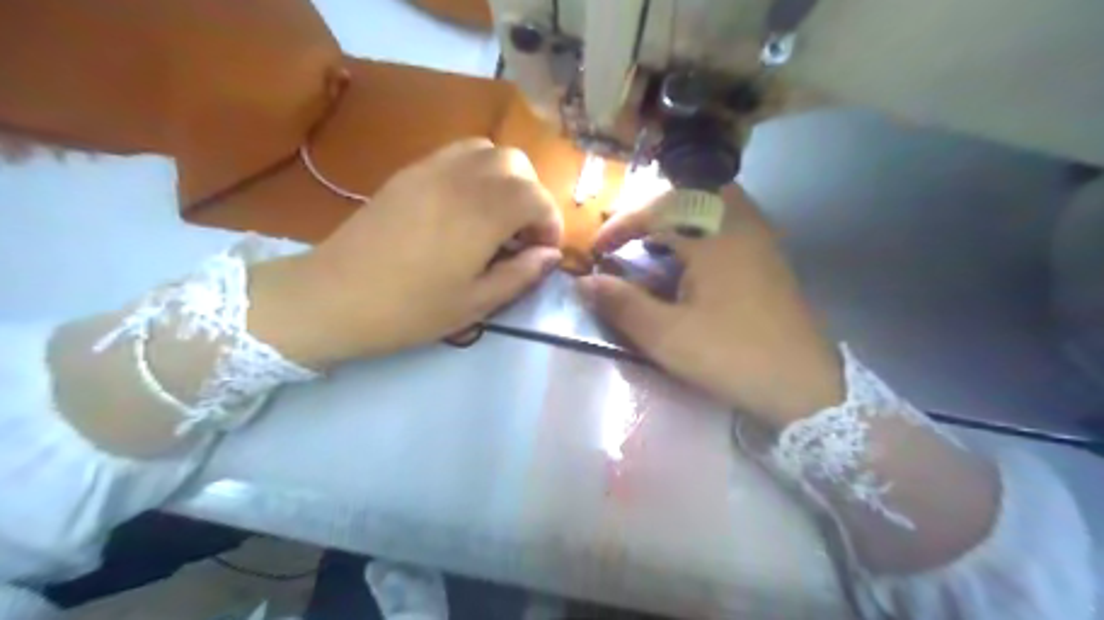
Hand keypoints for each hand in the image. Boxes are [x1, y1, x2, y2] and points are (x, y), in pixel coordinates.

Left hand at [249, 137, 560, 364]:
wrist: (334, 296)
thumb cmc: (409, 309)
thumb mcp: (475, 304)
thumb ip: (521, 275)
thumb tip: (551, 255)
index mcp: (481, 215)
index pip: (536, 197)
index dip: (550, 222)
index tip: (543, 250)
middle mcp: (461, 180)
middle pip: (517, 164)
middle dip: (533, 195)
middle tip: (523, 233)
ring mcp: (431, 169)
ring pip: (488, 150)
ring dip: (506, 178)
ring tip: (498, 215)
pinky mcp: (409, 171)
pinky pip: (457, 153)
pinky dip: (478, 170)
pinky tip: (467, 205)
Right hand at [582, 184, 840, 425]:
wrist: (805, 386)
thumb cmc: (732, 356)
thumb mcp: (667, 336)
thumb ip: (622, 304)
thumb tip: (584, 282)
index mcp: (714, 236)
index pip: (656, 210)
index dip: (619, 226)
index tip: (596, 250)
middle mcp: (740, 225)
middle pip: (689, 192)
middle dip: (652, 209)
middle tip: (628, 236)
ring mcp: (761, 239)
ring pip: (713, 205)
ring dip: (677, 217)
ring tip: (653, 245)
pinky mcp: (770, 258)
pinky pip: (729, 224)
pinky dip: (700, 230)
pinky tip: (689, 262)